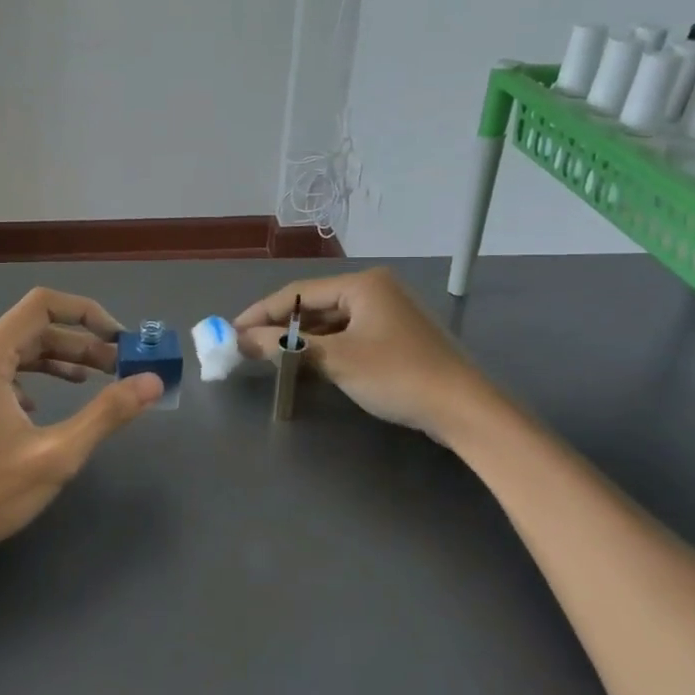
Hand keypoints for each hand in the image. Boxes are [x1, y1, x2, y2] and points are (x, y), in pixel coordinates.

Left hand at [0, 288, 162, 572]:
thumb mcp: (55, 455)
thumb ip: (107, 414)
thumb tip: (152, 383)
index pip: (41, 306)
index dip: (86, 313)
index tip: (118, 339)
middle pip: (29, 331)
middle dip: (77, 345)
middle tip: (117, 368)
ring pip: (11, 354)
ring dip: (54, 362)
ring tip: (91, 382)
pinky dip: (26, 380)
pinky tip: (40, 407)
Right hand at [234, 267, 488, 439]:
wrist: (463, 409)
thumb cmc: (396, 375)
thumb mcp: (336, 360)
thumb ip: (286, 346)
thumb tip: (240, 340)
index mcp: (362, 284)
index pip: (297, 292)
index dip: (261, 312)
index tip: (231, 331)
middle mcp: (374, 290)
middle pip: (314, 304)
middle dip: (280, 326)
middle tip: (247, 346)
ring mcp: (387, 313)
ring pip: (331, 322)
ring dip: (301, 339)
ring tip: (270, 356)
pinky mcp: (395, 337)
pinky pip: (348, 335)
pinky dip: (324, 348)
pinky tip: (306, 364)